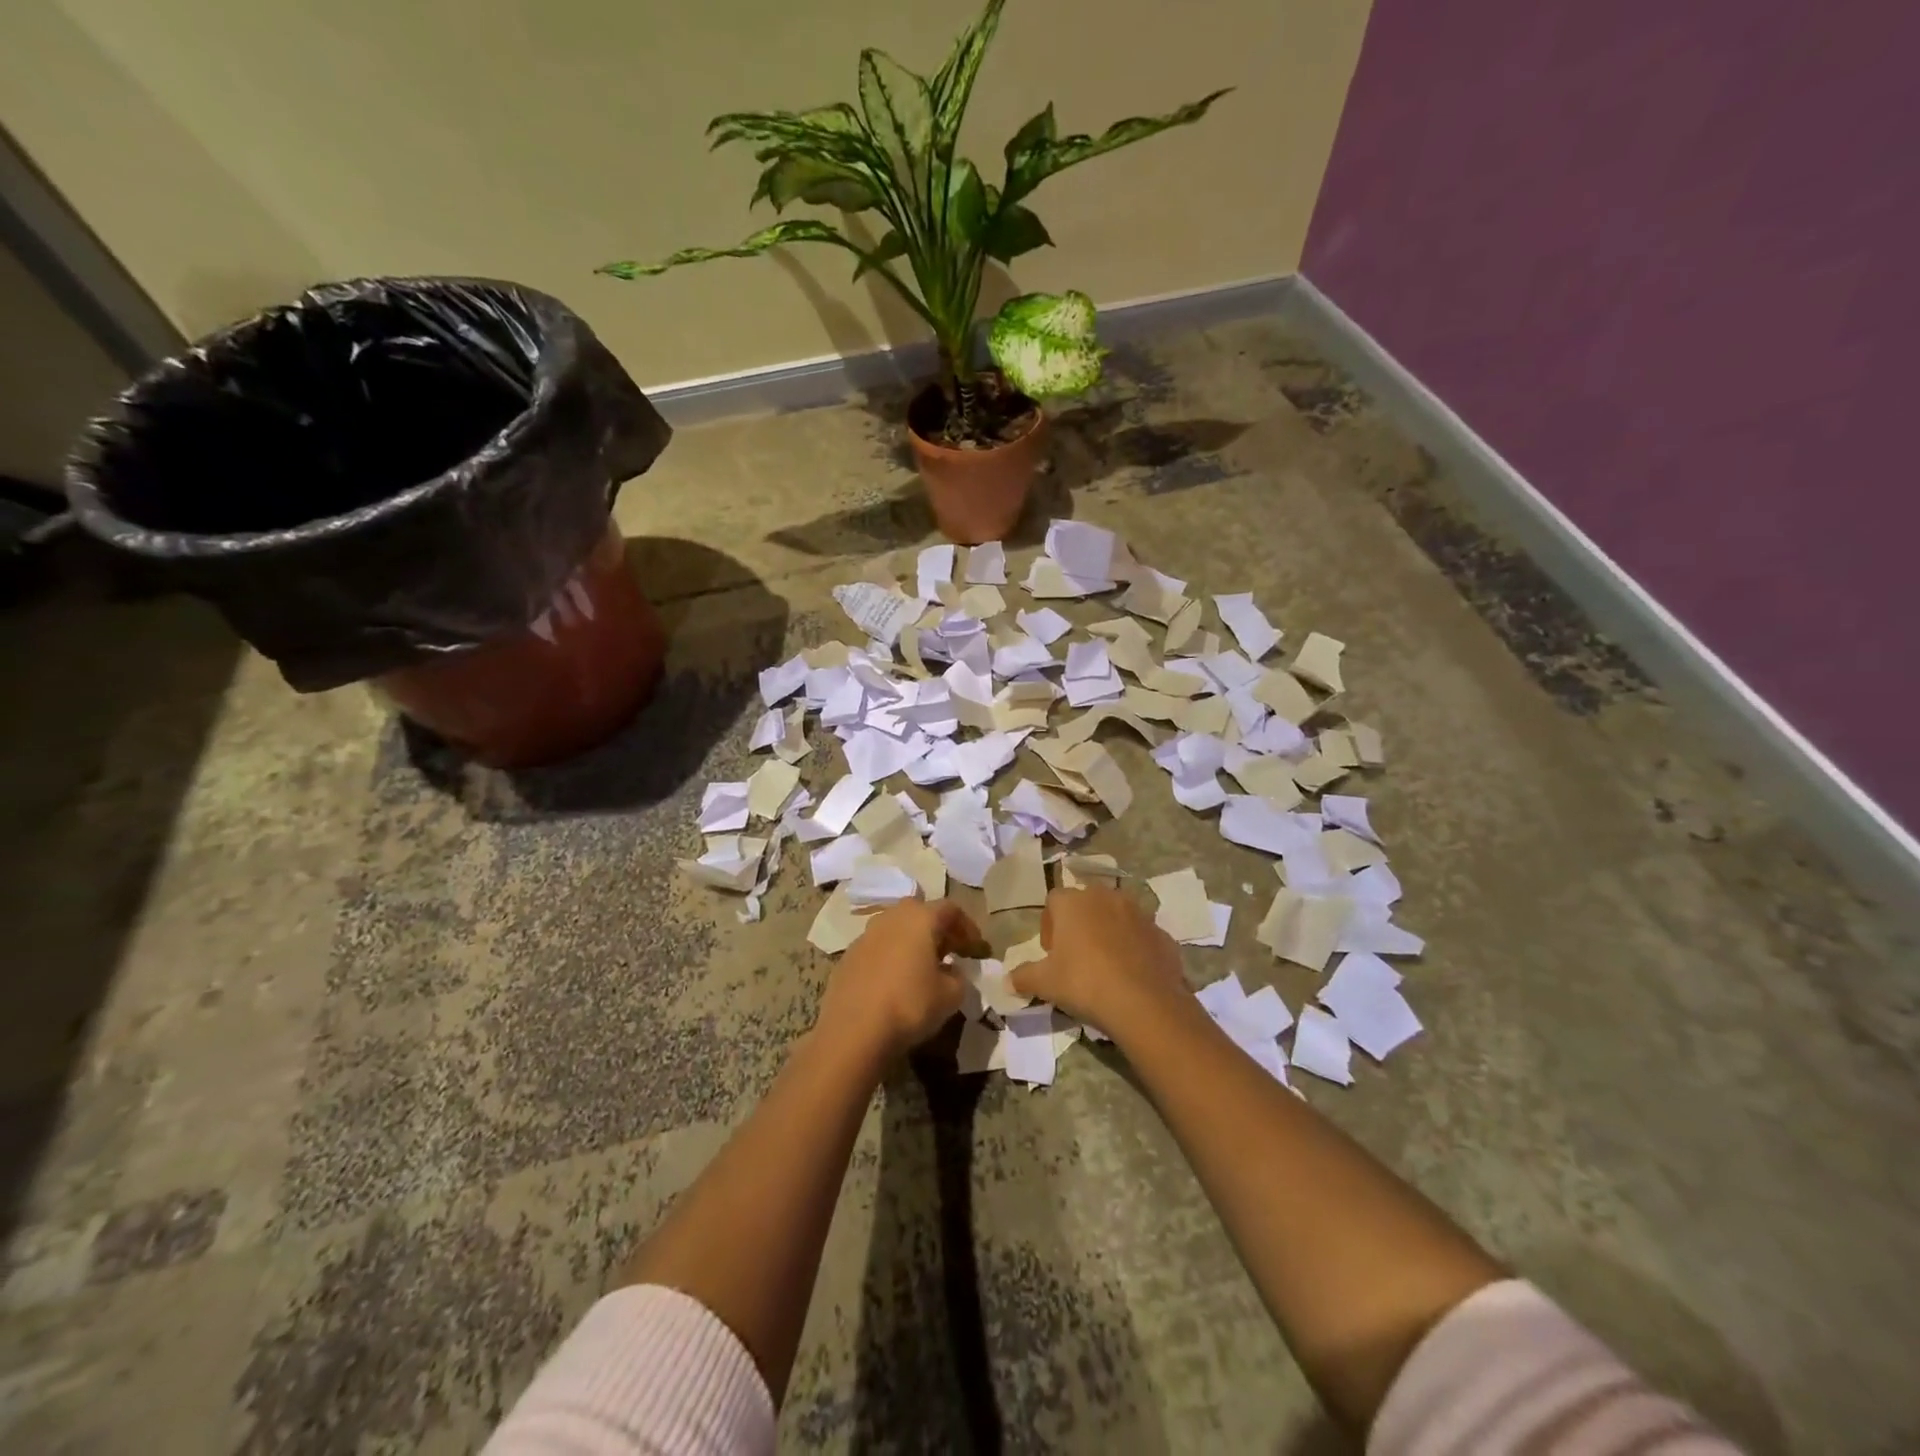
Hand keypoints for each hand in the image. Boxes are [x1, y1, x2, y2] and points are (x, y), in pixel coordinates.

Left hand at [816, 899, 988, 1060]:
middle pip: (920, 913)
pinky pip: (877, 948)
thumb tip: (951, 972)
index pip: (950, 909)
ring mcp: (865, 935)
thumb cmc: (910, 1005)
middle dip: (938, 930)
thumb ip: (958, 977)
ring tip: (923, 968)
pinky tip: (895, 981)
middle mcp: (891, 917)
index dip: (967, 927)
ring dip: (912, 942)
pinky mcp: (848, 957)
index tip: (976, 949)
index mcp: (919, 918)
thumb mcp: (951, 995)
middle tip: (950, 953)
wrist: (853, 1031)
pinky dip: (891, 957)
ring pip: (895, 929)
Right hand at [1010, 886, 1187, 1035]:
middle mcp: (1106, 896)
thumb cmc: (1084, 983)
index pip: (1053, 901)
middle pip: (1086, 903)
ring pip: (1117, 916)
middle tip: (1075, 957)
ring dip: (1109, 933)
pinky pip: (1142, 936)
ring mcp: (1139, 912)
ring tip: (1105, 966)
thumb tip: (1007, 980)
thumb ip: (1023, 977)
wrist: (1144, 1003)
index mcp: (1073, 901)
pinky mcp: (1162, 933)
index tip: (1050, 952)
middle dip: (1079, 924)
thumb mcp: (1045, 983)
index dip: (1049, 925)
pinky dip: (1135, 949)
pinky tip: (1131, 975)